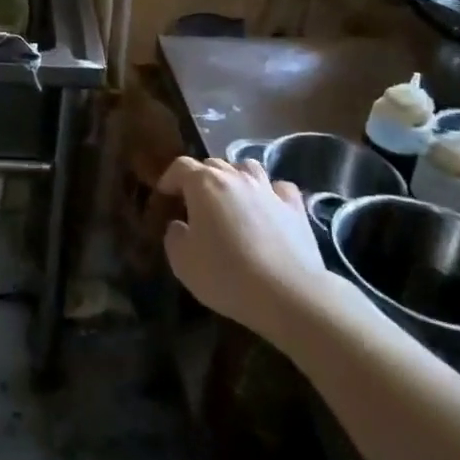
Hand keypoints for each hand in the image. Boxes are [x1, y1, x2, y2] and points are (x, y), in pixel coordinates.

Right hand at [157, 157, 326, 333]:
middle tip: (195, 203)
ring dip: (235, 177)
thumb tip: (179, 226)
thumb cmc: (226, 275)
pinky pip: (279, 188)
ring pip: (247, 168)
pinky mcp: (295, 207)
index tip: (164, 195)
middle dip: (200, 178)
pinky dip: (270, 192)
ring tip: (231, 198)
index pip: (181, 166)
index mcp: (205, 184)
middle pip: (213, 164)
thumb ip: (174, 236)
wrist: (287, 294)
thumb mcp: (182, 262)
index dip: (169, 178)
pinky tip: (267, 207)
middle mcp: (236, 178)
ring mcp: (268, 189)